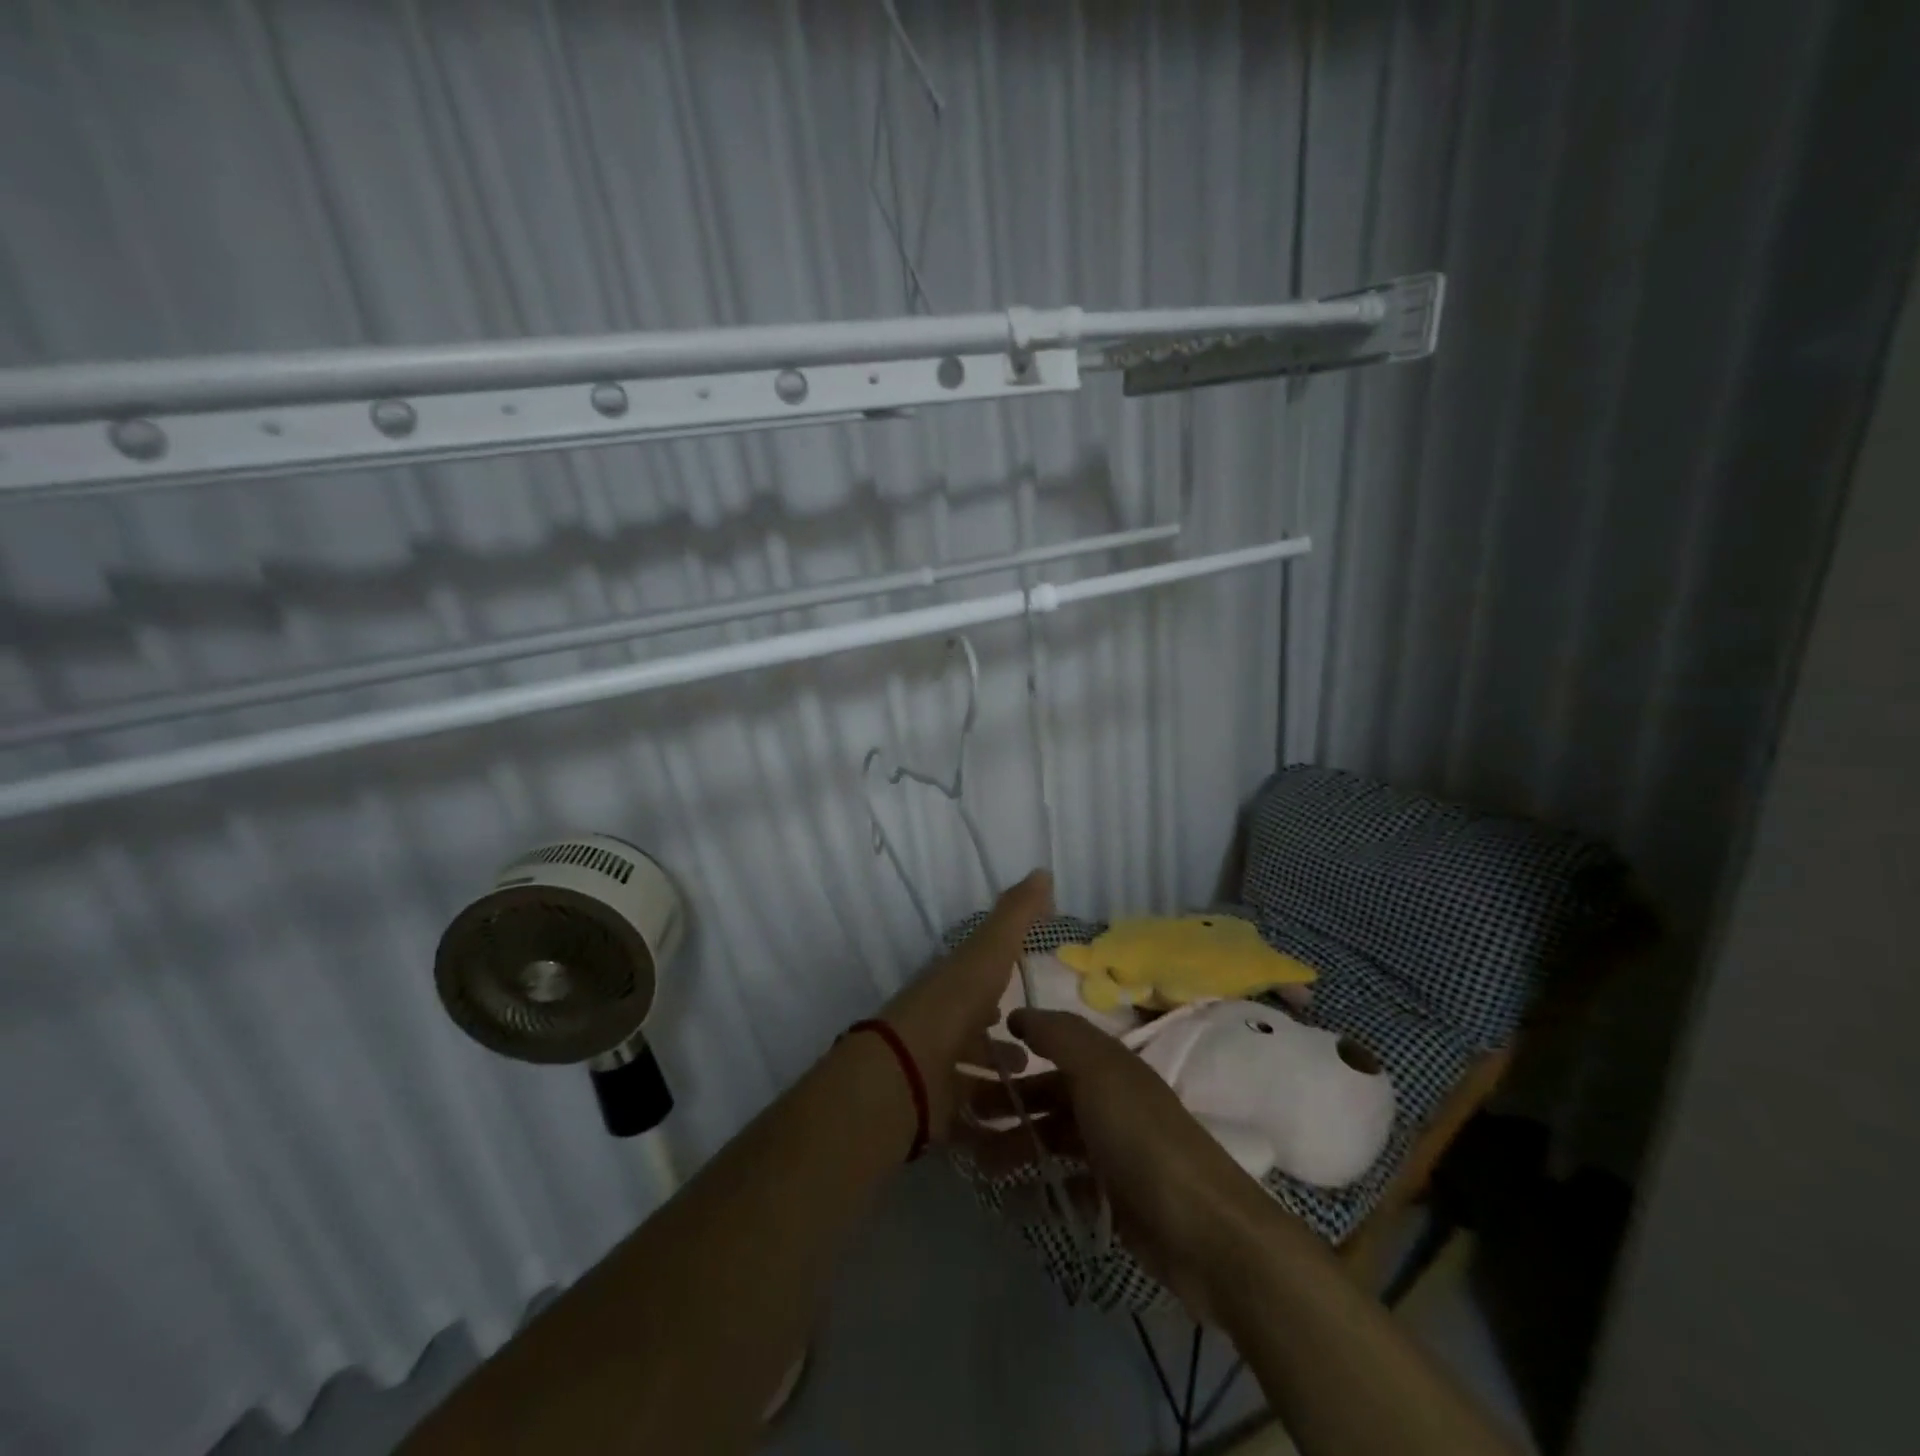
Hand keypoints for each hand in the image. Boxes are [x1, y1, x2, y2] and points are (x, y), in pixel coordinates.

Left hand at [877, 870, 1049, 1139]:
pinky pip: (967, 1111)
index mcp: (949, 984)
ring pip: (969, 1067)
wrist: (905, 1075)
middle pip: (971, 1023)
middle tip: (1033, 1043)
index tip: (1024, 982)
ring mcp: (934, 1067)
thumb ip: (1014, 916)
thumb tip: (1042, 872)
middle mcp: (939, 1022)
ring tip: (1029, 1079)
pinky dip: (990, 1117)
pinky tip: (1016, 1123)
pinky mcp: (934, 1109)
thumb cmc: (952, 1008)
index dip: (997, 975)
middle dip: (999, 1030)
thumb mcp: (987, 953)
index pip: (976, 975)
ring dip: (996, 1070)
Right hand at [961, 1007, 1286, 1316]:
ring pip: (1053, 1140)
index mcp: (1108, 1066)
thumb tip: (1019, 1012)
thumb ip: (1059, 1036)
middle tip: (962, 1119)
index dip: (1018, 1047)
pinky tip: (1011, 1201)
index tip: (974, 1057)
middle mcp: (1109, 1102)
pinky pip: (1067, 1186)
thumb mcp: (1098, 1072)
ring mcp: (1113, 1152)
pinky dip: (1039, 1189)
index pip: (1055, 1046)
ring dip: (1016, 1147)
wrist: (1203, 1230)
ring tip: (977, 1163)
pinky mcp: (1115, 1199)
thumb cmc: (1141, 1138)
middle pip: (1049, 1095)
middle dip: (1007, 1103)